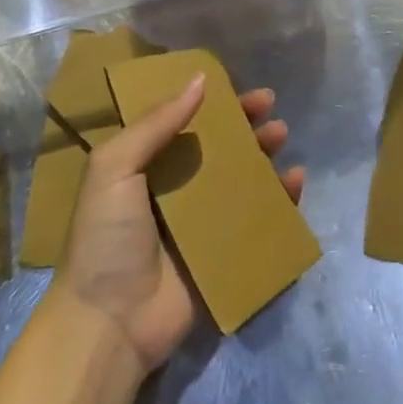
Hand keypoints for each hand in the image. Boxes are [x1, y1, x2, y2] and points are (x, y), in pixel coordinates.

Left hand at [53, 77, 304, 374]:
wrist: (109, 323)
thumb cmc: (107, 236)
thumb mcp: (115, 167)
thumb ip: (156, 123)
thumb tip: (200, 80)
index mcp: (145, 165)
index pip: (183, 121)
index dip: (211, 102)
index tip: (238, 86)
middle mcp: (175, 188)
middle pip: (217, 146)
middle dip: (244, 124)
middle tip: (270, 106)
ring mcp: (201, 223)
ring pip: (241, 178)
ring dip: (263, 154)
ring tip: (282, 136)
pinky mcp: (223, 255)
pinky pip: (257, 220)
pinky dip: (279, 200)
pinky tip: (296, 181)